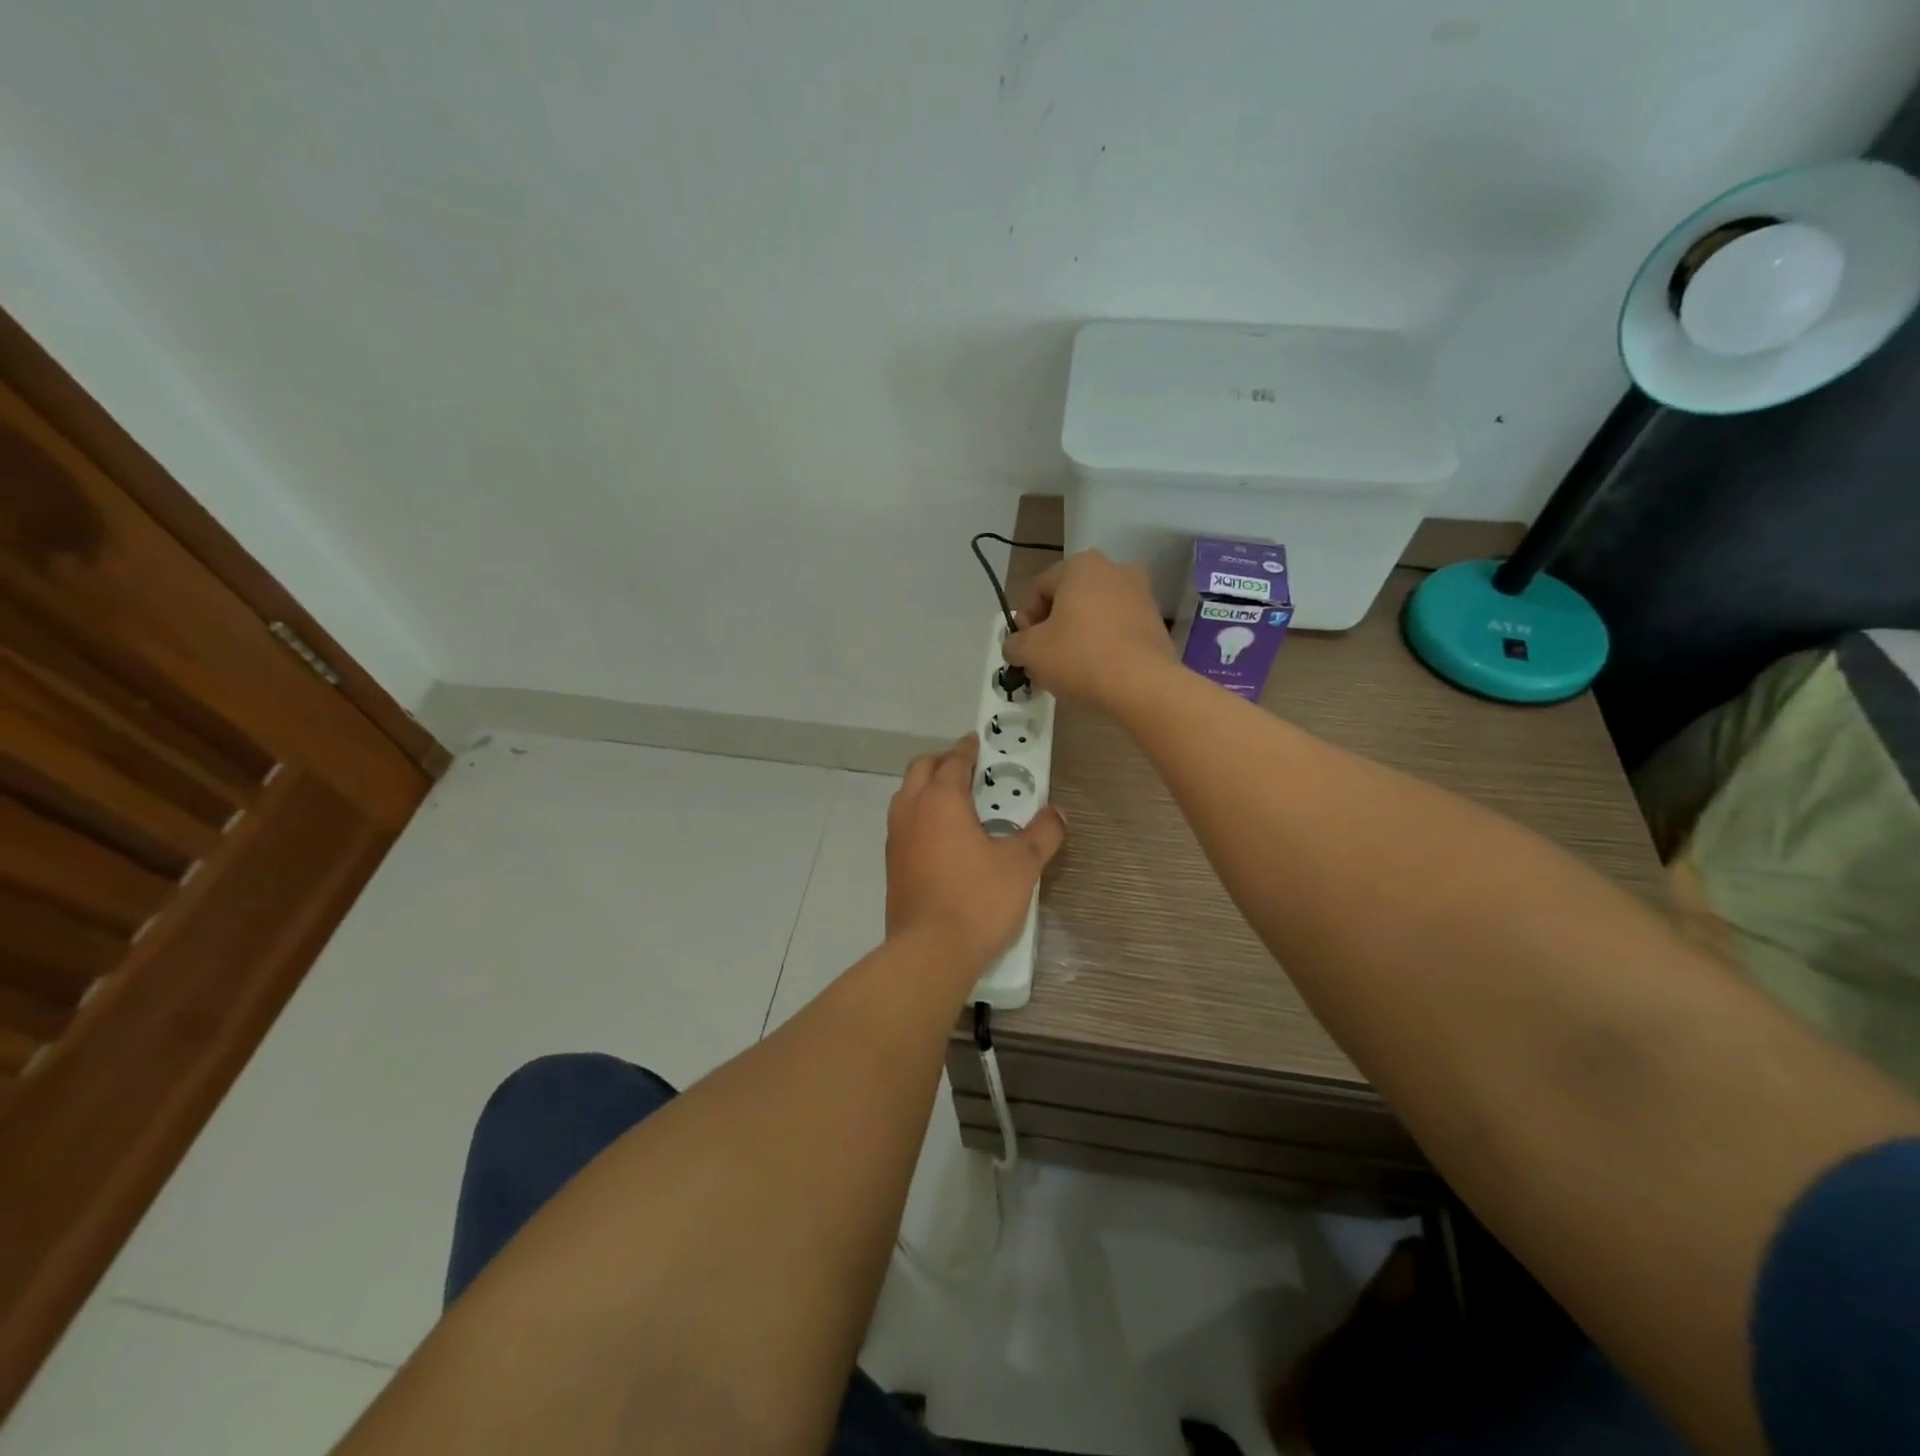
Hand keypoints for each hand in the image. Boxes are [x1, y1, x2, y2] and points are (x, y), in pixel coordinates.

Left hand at [886, 735, 1065, 974]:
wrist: (930, 951)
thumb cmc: (978, 899)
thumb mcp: (1022, 865)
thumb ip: (1042, 834)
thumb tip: (1056, 814)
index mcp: (941, 799)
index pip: (954, 760)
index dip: (968, 749)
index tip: (978, 743)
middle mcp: (912, 810)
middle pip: (921, 769)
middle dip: (943, 761)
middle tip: (968, 768)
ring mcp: (896, 838)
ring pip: (907, 796)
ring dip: (927, 788)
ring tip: (956, 802)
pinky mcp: (892, 864)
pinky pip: (904, 824)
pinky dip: (920, 815)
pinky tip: (942, 838)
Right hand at [1001, 550, 1170, 709]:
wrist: (1142, 685)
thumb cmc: (1080, 657)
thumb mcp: (1031, 651)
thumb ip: (1014, 643)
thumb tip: (1016, 645)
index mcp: (1081, 566)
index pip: (1039, 588)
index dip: (1026, 620)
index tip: (1026, 648)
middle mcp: (1114, 569)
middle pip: (1068, 600)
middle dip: (1052, 630)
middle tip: (1044, 662)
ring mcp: (1140, 594)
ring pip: (1094, 616)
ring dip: (1077, 638)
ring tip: (1068, 672)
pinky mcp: (1155, 622)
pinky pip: (1117, 629)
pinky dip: (1103, 645)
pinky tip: (1095, 672)